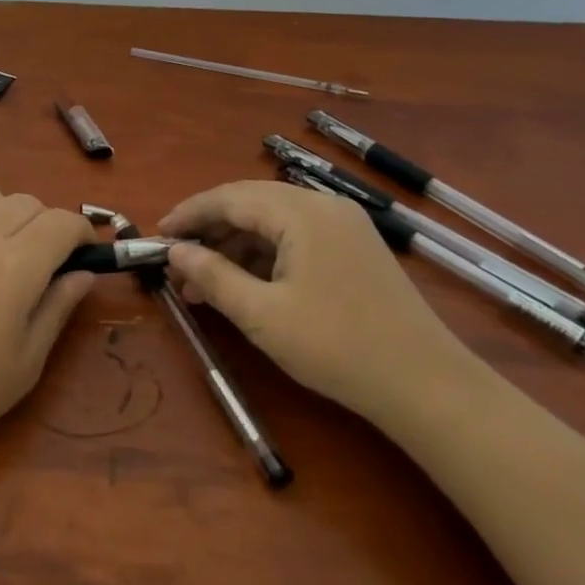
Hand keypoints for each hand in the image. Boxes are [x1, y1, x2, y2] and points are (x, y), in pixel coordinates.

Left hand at [0, 190, 96, 464]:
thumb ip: (57, 307)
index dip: (82, 232)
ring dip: (8, 215)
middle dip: (47, 223)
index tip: (85, 253)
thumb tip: (83, 274)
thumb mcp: (26, 362)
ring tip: (4, 253)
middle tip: (46, 261)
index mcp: (14, 266)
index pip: (61, 223)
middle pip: (26, 202)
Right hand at [161, 180, 467, 418]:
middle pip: (250, 204)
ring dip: (235, 247)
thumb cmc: (337, 346)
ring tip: (203, 284)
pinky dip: (264, 257)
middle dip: (209, 231)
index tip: (157, 235)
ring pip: (273, 222)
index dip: (189, 214)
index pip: (229, 198)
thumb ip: (212, 276)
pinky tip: (244, 286)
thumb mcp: (262, 315)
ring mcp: (344, 227)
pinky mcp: (354, 250)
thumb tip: (175, 250)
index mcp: (301, 212)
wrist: (427, 386)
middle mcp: (323, 206)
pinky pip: (296, 239)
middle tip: (177, 263)